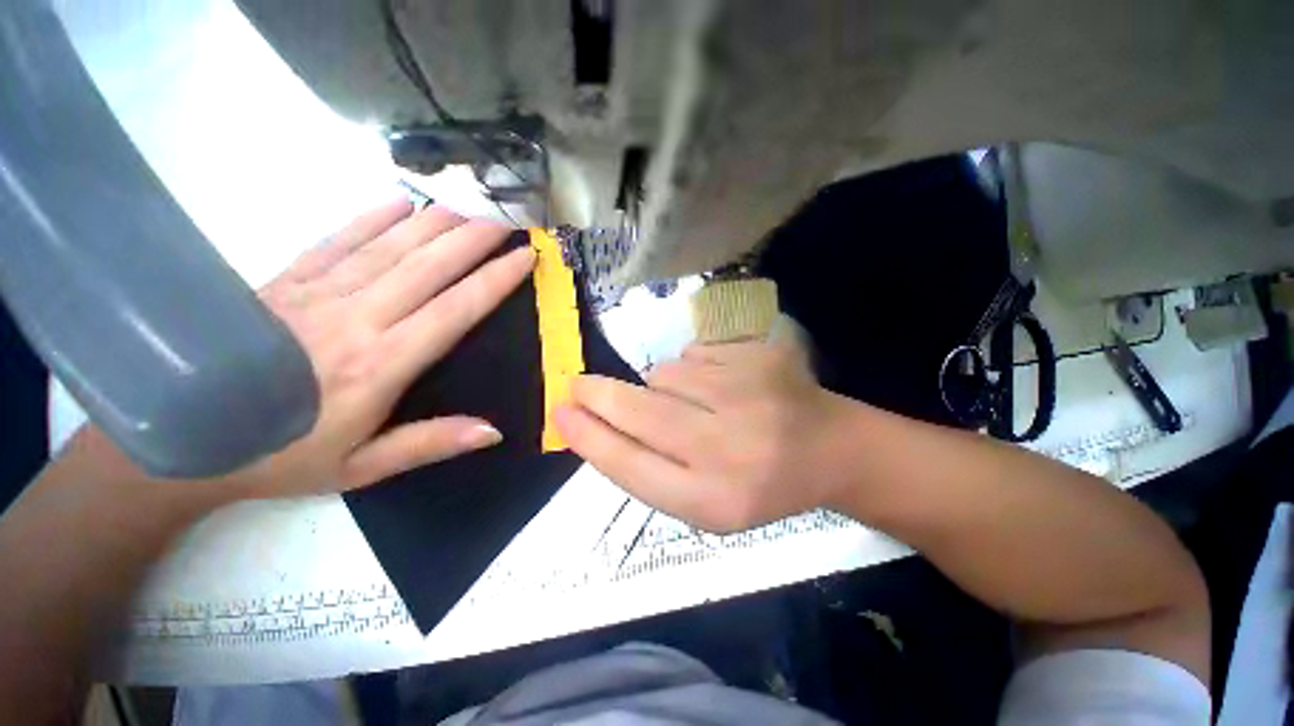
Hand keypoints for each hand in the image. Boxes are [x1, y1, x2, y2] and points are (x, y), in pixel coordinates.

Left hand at [64, 200, 534, 499]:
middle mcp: (356, 319)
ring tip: (469, 204)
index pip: (454, 310)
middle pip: (427, 267)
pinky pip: (336, 241)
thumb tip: (494, 429)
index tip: (523, 257)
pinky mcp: (285, 281)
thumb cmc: (280, 458)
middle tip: (507, 217)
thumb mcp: (360, 468)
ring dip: (434, 222)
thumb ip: (428, 443)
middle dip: (473, 239)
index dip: (494, 280)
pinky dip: (370, 218)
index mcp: (380, 364)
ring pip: (388, 247)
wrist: (182, 437)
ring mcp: (317, 294)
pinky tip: (399, 202)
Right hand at [554, 341, 856, 532]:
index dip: (588, 436)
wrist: (828, 448)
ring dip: (661, 387)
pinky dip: (693, 367)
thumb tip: (590, 425)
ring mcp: (747, 393)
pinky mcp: (758, 356)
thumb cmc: (758, 484)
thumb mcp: (701, 501)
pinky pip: (694, 353)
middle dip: (598, 395)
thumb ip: (647, 469)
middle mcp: (730, 448)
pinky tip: (723, 385)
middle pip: (640, 411)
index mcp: (715, 501)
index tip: (559, 412)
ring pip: (665, 375)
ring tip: (694, 404)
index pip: (631, 465)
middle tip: (577, 385)